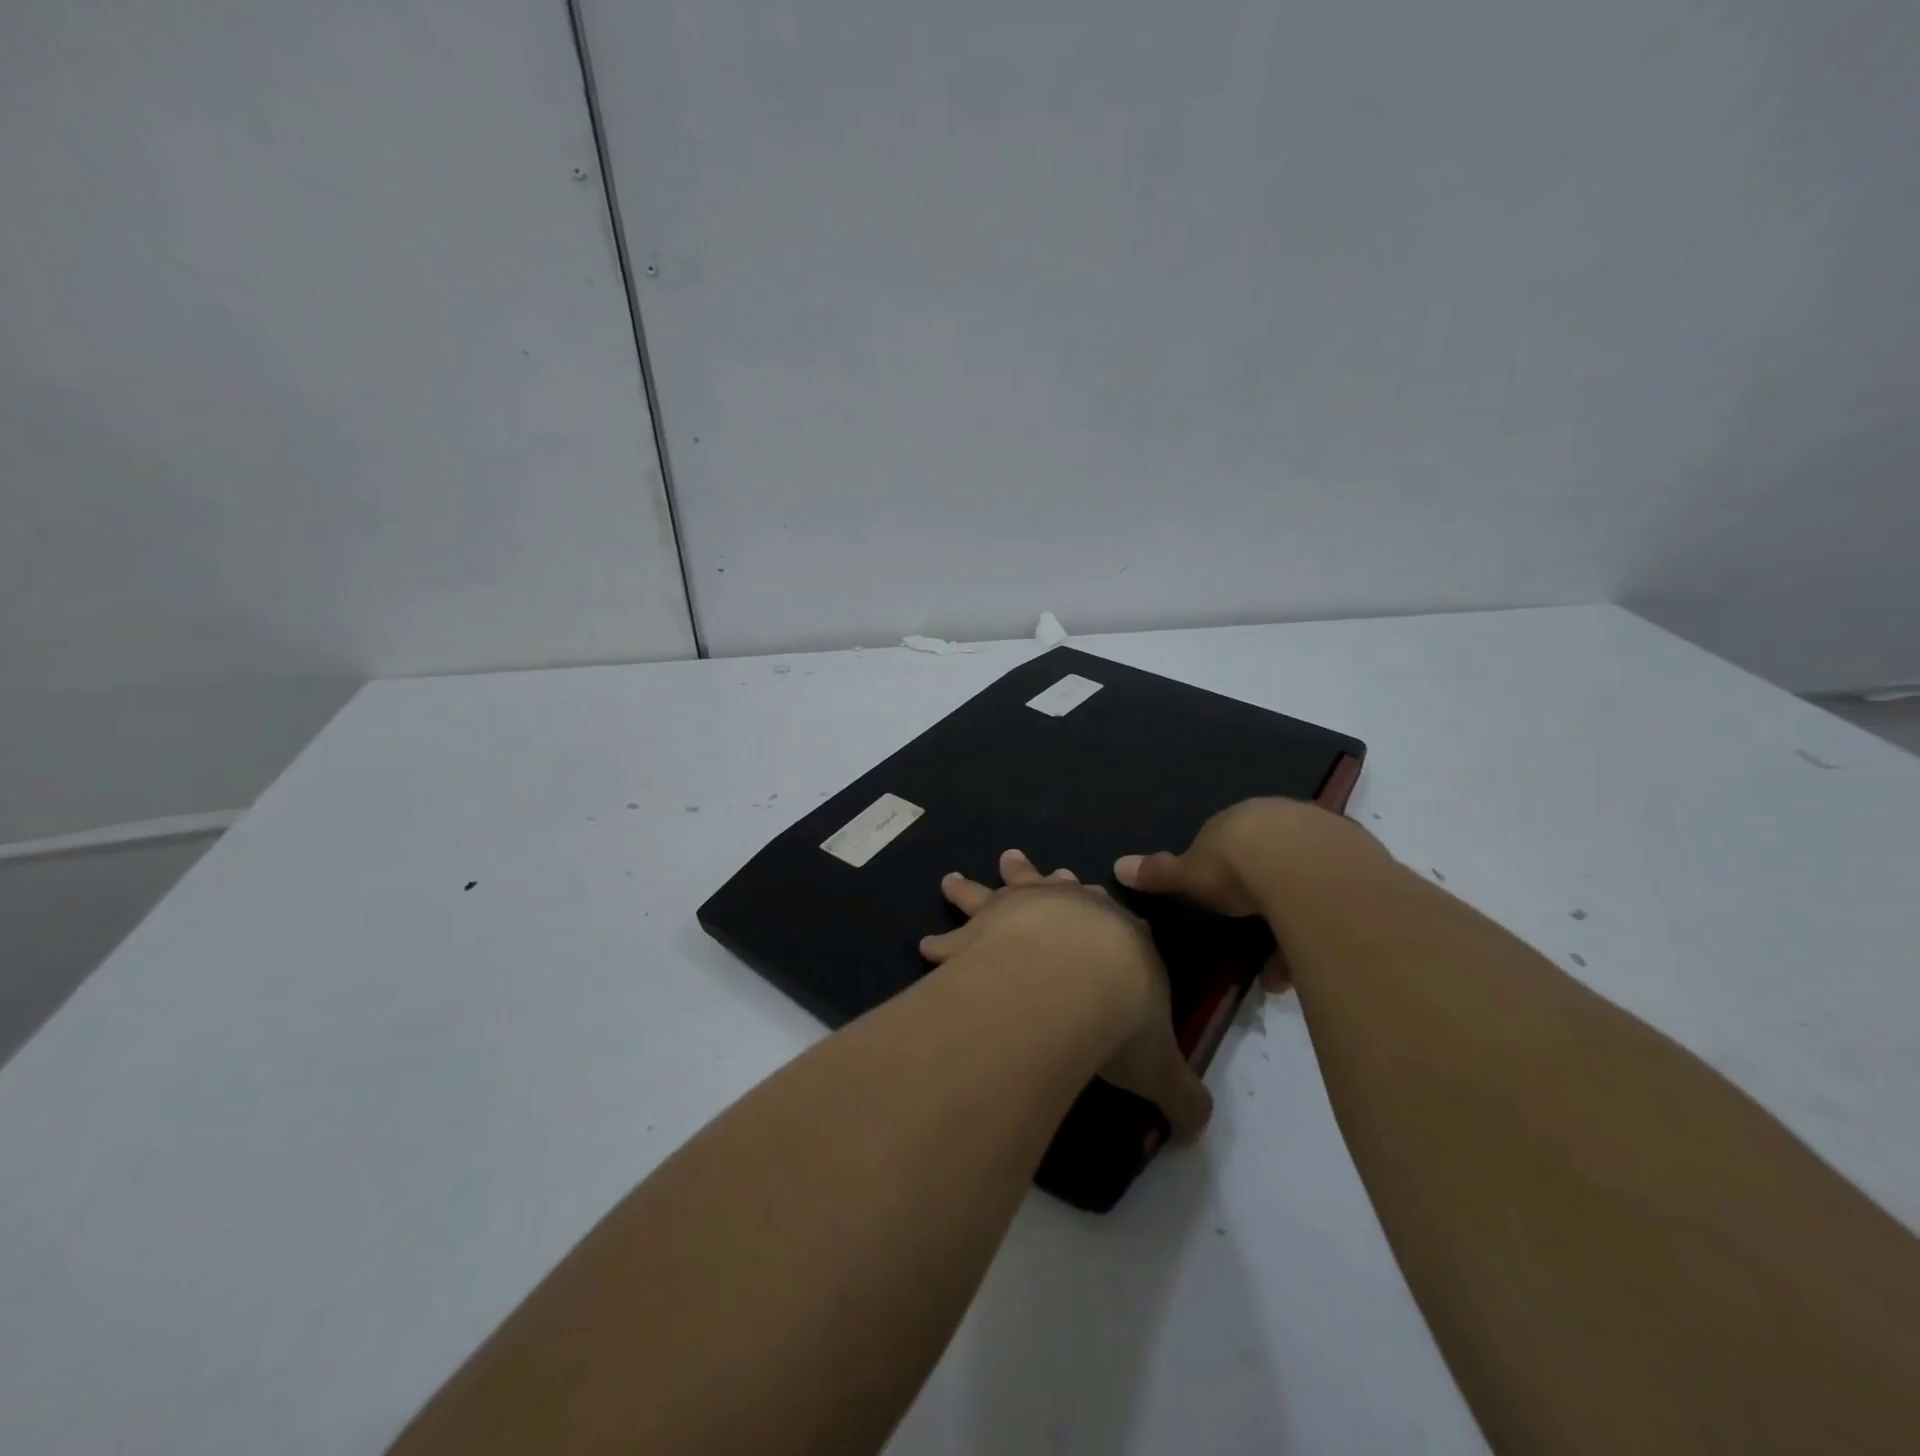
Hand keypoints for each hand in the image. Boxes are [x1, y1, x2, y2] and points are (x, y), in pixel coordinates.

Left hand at [920, 849, 1213, 1139]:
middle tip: (1019, 860)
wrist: (1071, 979)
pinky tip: (926, 946)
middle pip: (1057, 887)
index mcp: (1122, 935)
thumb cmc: (1121, 1015)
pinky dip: (942, 941)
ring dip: (976, 886)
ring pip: (999, 891)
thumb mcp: (1159, 1065)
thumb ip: (1179, 1094)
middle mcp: (1072, 909)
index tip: (1101, 905)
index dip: (1110, 917)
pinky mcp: (982, 925)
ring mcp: (1024, 910)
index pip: (1120, 921)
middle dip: (1044, 879)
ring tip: (952, 880)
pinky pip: (956, 932)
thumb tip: (1200, 1129)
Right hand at [1114, 799, 1390, 983]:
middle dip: (1264, 899)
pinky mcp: (1364, 862)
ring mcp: (1329, 837)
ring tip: (1283, 973)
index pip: (1233, 841)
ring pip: (1308, 882)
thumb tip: (1118, 865)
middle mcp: (1287, 818)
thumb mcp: (1191, 875)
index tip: (1223, 903)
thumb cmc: (1238, 868)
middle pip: (1273, 861)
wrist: (1306, 872)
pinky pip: (1337, 898)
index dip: (1226, 872)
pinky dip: (1322, 929)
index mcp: (1244, 818)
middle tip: (1256, 935)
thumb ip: (1159, 872)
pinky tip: (1314, 963)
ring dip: (1295, 922)